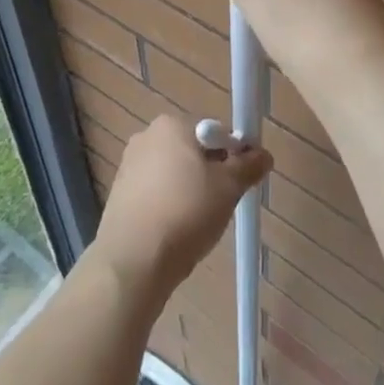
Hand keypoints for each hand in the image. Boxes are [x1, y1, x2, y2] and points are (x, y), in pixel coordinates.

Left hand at [90, 114, 271, 305]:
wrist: (133, 260)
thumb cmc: (186, 212)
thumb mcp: (228, 188)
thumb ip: (248, 166)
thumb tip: (263, 155)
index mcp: (172, 124)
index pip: (215, 132)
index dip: (234, 155)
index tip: (241, 183)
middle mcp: (147, 136)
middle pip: (193, 150)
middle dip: (211, 174)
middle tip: (222, 204)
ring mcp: (129, 165)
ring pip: (174, 173)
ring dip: (190, 191)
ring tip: (197, 223)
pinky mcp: (119, 193)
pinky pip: (155, 192)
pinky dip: (168, 205)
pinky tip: (174, 231)